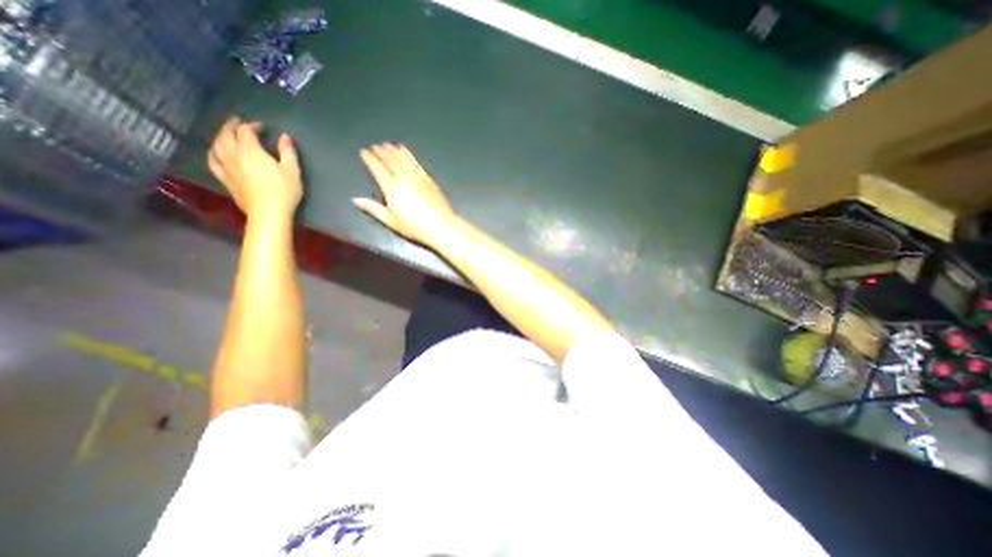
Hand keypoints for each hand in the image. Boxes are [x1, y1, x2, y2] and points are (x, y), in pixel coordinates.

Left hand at [207, 115, 303, 220]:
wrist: (268, 213)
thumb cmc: (284, 191)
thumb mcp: (292, 171)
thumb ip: (288, 152)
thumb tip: (284, 137)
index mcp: (250, 151)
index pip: (245, 131)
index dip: (252, 126)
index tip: (262, 127)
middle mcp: (233, 155)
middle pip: (226, 134)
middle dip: (231, 126)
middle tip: (237, 122)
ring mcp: (226, 167)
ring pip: (216, 145)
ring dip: (220, 136)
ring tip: (226, 134)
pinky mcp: (224, 179)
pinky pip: (212, 161)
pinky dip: (213, 152)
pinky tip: (216, 152)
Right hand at [356, 145, 456, 246]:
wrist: (440, 225)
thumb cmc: (414, 226)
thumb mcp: (390, 221)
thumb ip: (373, 208)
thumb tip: (355, 199)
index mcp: (392, 188)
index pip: (378, 168)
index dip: (370, 159)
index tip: (364, 152)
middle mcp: (404, 178)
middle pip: (390, 160)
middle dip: (381, 152)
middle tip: (374, 146)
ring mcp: (418, 177)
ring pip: (403, 159)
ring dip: (394, 150)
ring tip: (387, 144)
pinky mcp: (428, 179)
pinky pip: (416, 163)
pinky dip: (408, 155)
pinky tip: (405, 151)